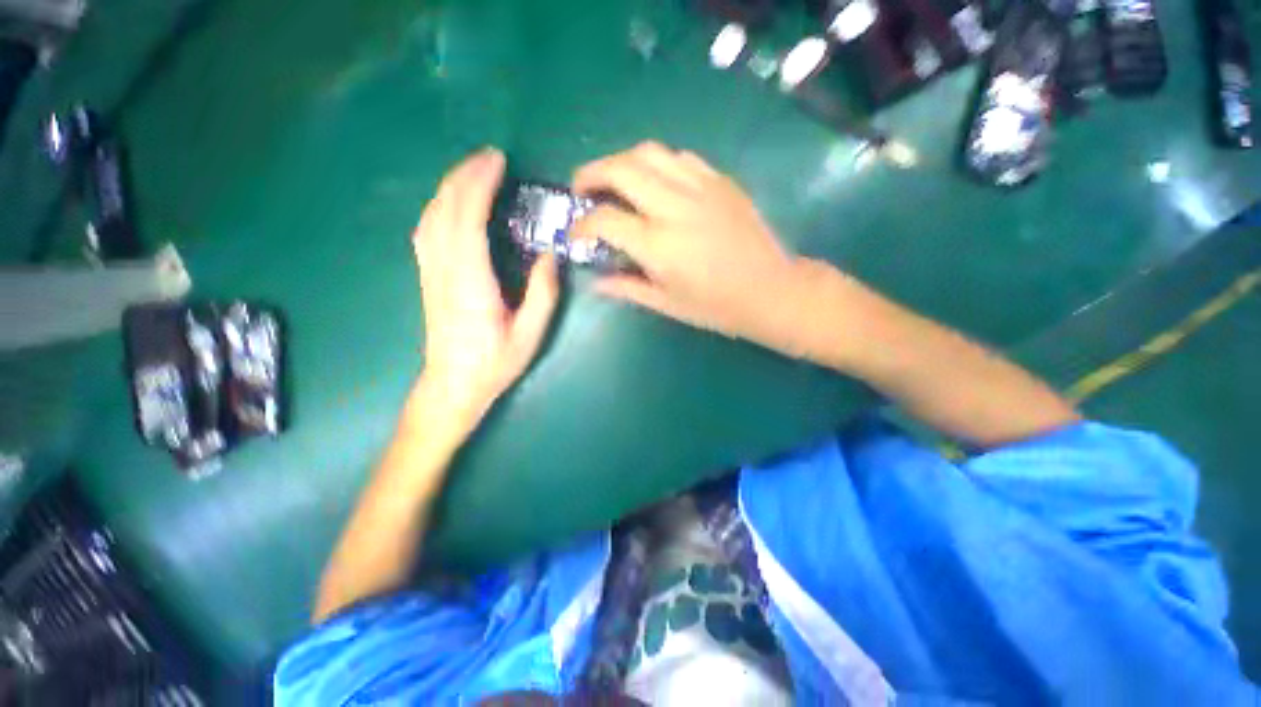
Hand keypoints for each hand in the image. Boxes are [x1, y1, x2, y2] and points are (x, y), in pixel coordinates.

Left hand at [412, 148, 559, 425]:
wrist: (452, 385)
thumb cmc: (494, 363)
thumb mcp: (530, 334)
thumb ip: (543, 293)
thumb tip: (550, 254)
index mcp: (470, 282)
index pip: (468, 219)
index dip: (480, 185)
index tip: (498, 162)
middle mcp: (444, 270)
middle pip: (445, 209)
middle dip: (465, 176)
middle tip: (490, 157)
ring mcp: (430, 272)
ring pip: (431, 216)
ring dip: (450, 187)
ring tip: (473, 172)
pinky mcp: (427, 277)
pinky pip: (426, 230)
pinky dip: (439, 206)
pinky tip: (451, 203)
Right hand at [571, 142, 816, 355]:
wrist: (771, 290)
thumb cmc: (717, 306)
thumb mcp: (667, 304)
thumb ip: (627, 288)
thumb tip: (595, 281)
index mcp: (659, 246)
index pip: (604, 220)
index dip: (581, 225)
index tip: (575, 233)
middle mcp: (675, 208)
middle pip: (620, 169)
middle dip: (590, 174)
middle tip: (581, 190)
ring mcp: (701, 188)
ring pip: (649, 152)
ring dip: (621, 161)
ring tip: (613, 180)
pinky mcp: (720, 181)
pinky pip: (680, 158)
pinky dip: (657, 163)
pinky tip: (655, 181)